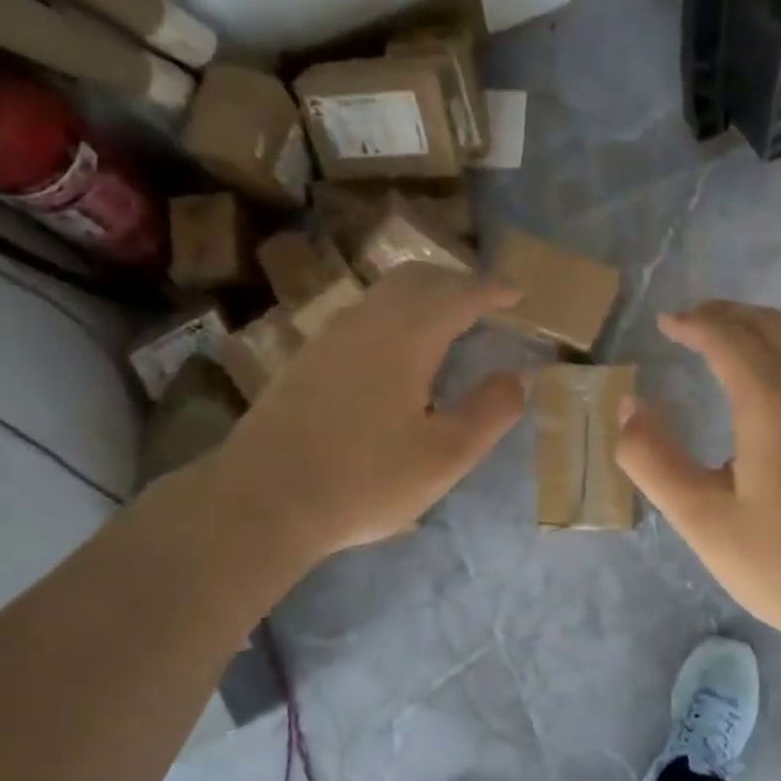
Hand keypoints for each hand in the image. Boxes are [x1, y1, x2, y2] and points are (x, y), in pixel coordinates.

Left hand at [205, 265, 526, 571]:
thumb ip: (489, 411)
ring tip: (448, 322)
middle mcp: (366, 322)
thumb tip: (518, 377)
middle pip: (417, 279)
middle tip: (487, 302)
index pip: (459, 294)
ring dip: (424, 295)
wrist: (262, 501)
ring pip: (385, 294)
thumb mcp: (445, 456)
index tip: (519, 294)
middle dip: (458, 282)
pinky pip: (364, 315)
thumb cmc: (365, 480)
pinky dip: (396, 314)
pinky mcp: (306, 359)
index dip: (493, 290)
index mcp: (405, 337)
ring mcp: (329, 337)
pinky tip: (399, 351)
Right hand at [616, 301, 780, 656]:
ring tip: (725, 349)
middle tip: (691, 323)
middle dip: (727, 315)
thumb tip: (627, 407)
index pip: (728, 336)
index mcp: (775, 400)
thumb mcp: (701, 518)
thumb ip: (653, 458)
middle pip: (771, 326)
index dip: (693, 322)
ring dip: (760, 335)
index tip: (666, 322)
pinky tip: (773, 395)